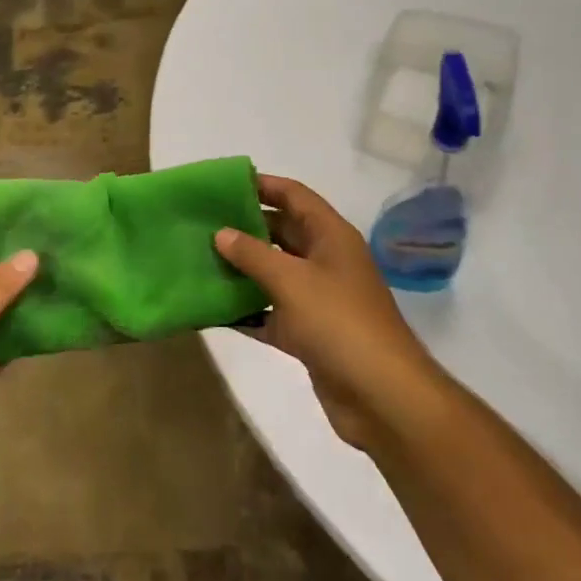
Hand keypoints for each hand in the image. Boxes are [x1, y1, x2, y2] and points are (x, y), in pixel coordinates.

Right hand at [215, 175, 444, 449]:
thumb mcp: (291, 281)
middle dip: (245, 227)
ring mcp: (318, 299)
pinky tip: (211, 309)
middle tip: (202, 224)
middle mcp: (326, 261)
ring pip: (273, 274)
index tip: (223, 184)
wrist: (381, 396)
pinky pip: (270, 313)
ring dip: (241, 269)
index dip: (263, 185)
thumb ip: (253, 254)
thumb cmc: (339, 322)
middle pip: (282, 233)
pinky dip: (246, 311)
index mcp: (331, 237)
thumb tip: (221, 233)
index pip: (295, 196)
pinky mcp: (308, 334)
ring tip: (199, 260)